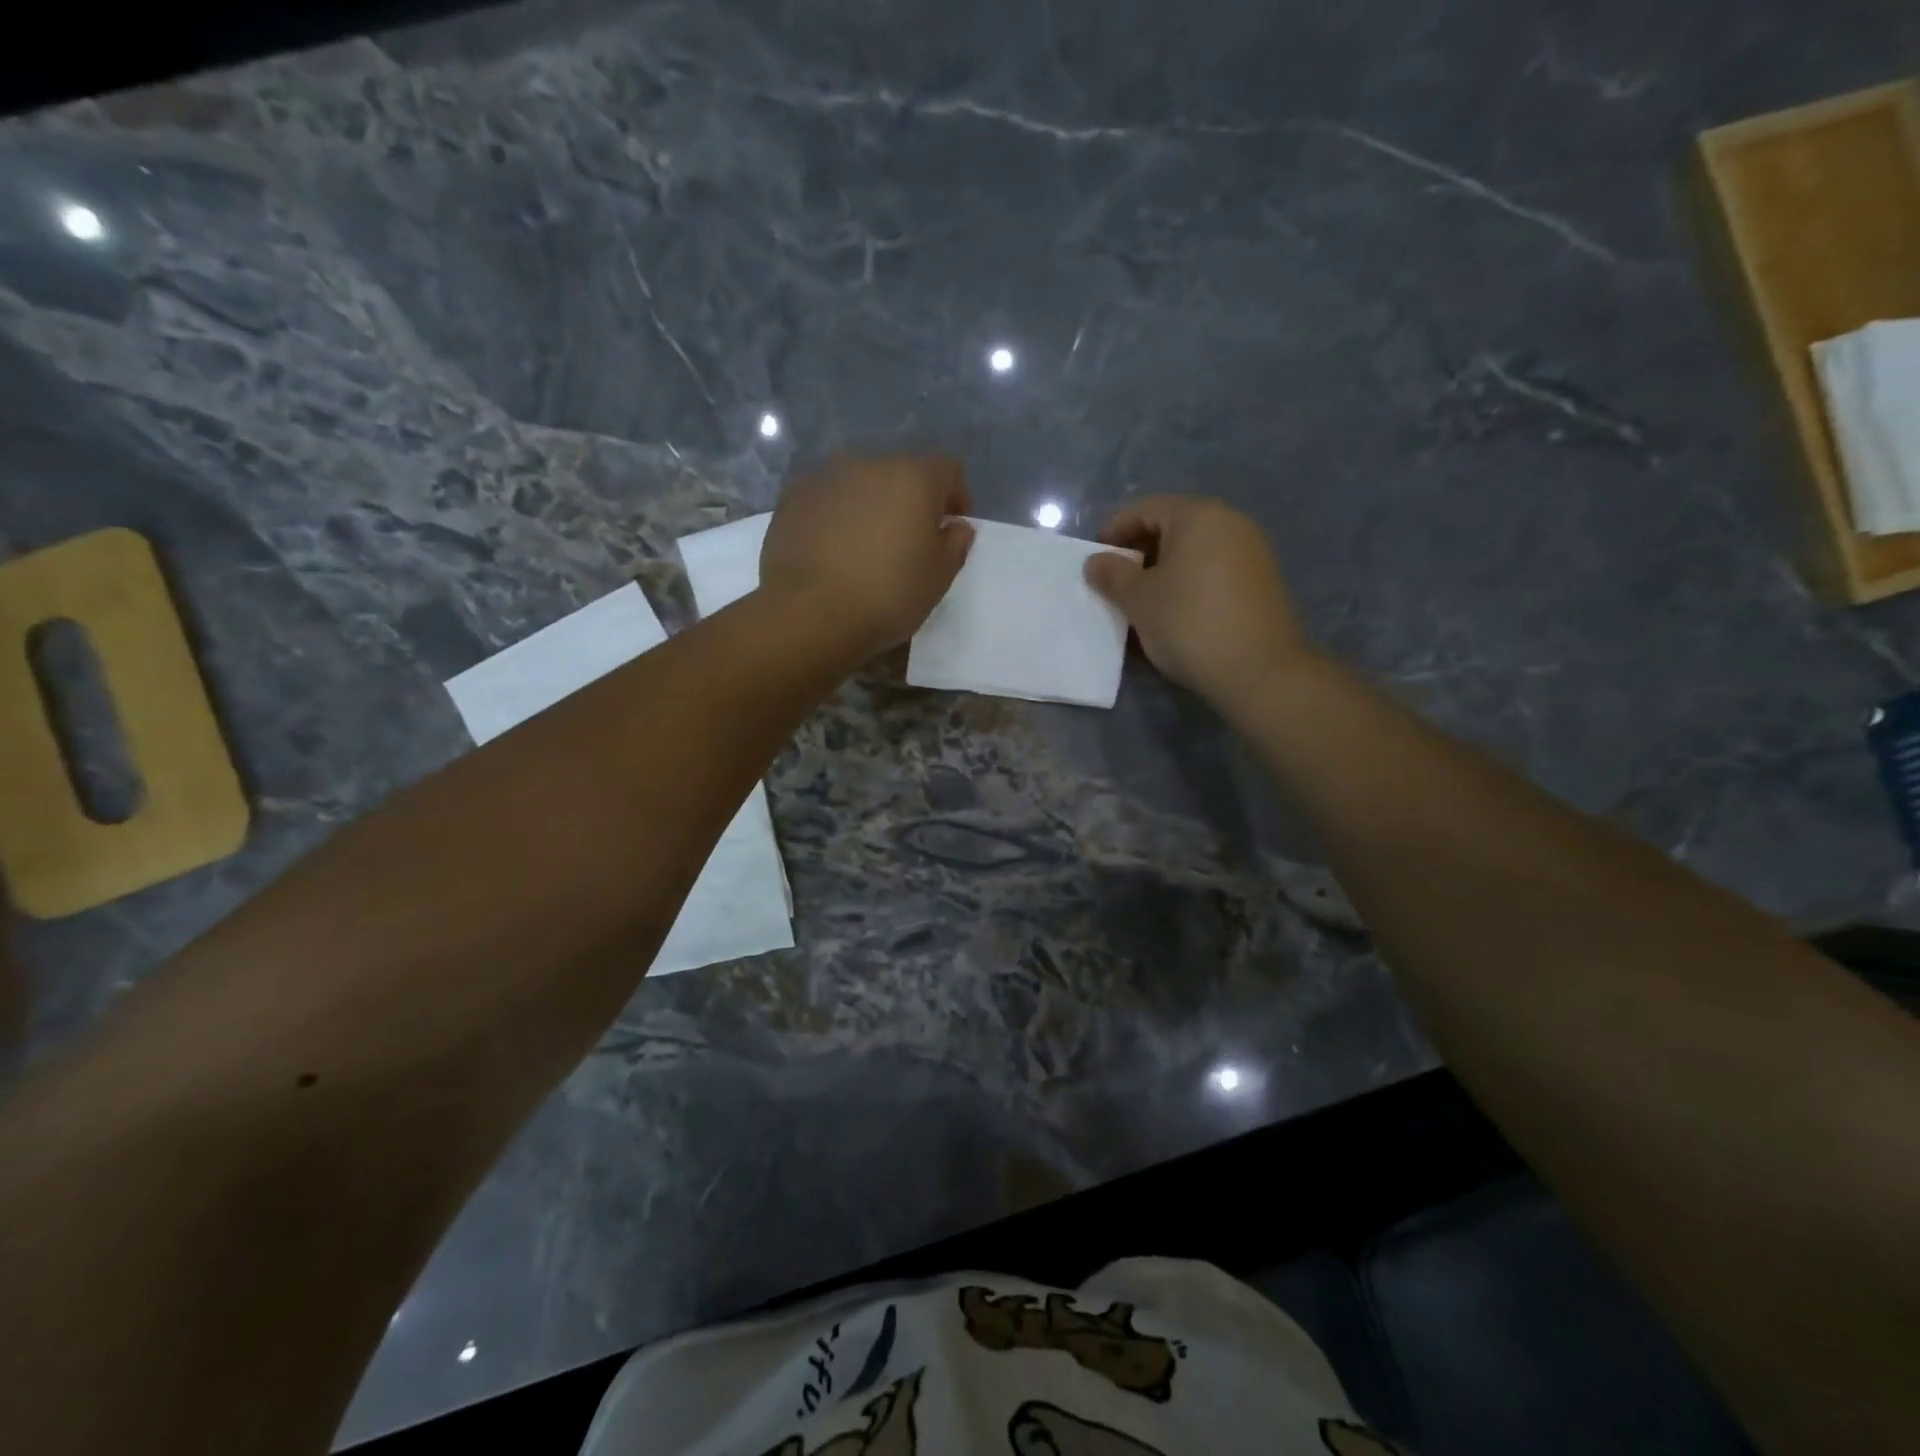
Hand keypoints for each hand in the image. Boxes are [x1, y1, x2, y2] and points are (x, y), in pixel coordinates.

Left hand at [759, 455, 974, 655]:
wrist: (811, 613)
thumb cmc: (888, 595)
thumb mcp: (939, 578)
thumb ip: (955, 544)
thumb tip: (956, 526)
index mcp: (913, 477)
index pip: (948, 469)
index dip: (956, 496)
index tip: (951, 527)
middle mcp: (869, 464)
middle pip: (900, 473)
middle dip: (910, 500)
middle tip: (908, 540)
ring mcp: (826, 478)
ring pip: (860, 484)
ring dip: (870, 506)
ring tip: (866, 546)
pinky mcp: (792, 498)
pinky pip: (826, 500)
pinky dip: (835, 516)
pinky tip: (832, 550)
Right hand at [1084, 496, 1311, 706]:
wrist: (1259, 671)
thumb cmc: (1188, 623)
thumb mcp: (1138, 600)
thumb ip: (1112, 575)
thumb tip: (1095, 562)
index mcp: (1198, 516)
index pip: (1145, 508)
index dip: (1114, 531)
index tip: (1095, 562)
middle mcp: (1230, 522)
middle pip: (1173, 527)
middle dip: (1139, 552)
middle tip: (1116, 583)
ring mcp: (1252, 552)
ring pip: (1194, 551)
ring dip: (1164, 571)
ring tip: (1143, 603)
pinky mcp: (1262, 582)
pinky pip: (1214, 571)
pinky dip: (1189, 584)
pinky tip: (1176, 614)